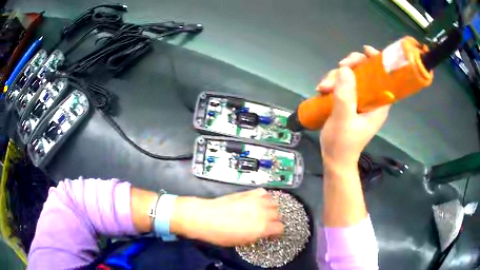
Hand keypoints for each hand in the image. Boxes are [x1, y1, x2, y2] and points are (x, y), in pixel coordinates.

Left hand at [171, 188, 283, 246]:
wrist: (206, 217)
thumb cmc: (221, 234)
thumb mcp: (242, 241)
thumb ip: (257, 235)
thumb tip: (261, 232)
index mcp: (263, 228)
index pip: (280, 228)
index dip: (276, 232)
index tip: (271, 233)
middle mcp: (264, 213)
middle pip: (278, 214)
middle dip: (274, 220)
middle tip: (265, 223)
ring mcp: (257, 201)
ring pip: (274, 202)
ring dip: (270, 208)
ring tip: (262, 212)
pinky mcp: (248, 193)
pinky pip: (264, 192)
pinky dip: (264, 197)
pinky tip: (258, 202)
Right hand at [317, 46, 389, 167]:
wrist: (334, 159)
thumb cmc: (343, 143)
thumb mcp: (343, 120)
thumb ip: (346, 96)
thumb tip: (345, 69)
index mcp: (379, 104)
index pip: (383, 77)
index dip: (377, 61)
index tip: (365, 51)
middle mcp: (372, 99)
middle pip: (365, 72)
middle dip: (350, 67)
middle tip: (338, 68)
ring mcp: (360, 100)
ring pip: (351, 76)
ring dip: (335, 77)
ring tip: (322, 88)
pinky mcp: (350, 102)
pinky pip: (343, 84)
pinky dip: (332, 83)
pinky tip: (322, 90)